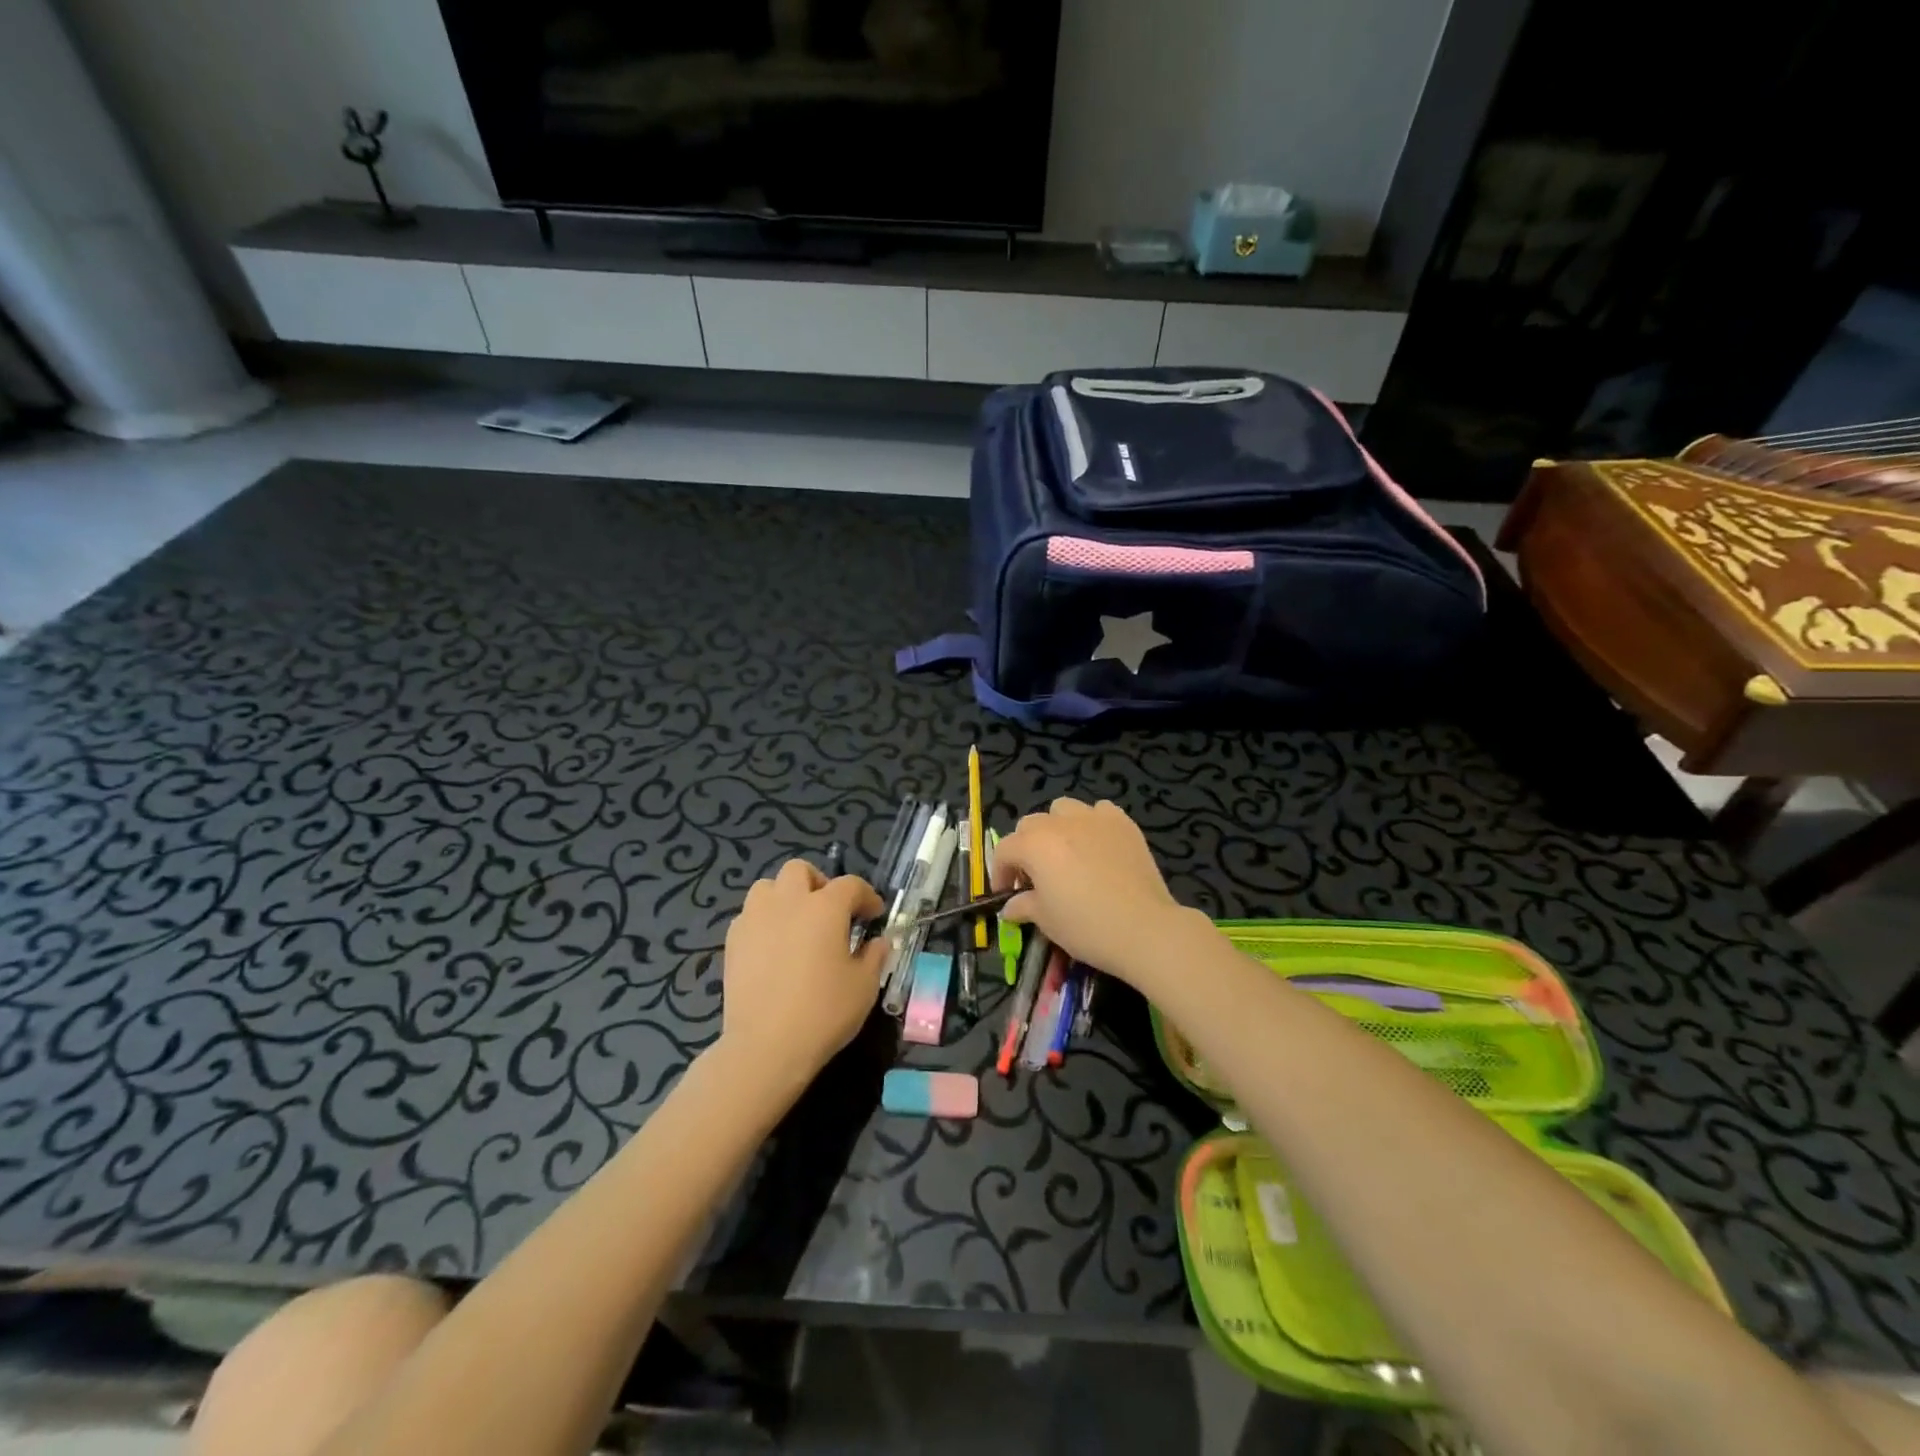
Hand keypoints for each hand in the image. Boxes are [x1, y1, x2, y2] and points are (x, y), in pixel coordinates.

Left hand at [719, 860, 884, 1096]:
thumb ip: (874, 955)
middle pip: (800, 871)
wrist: (766, 1046)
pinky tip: (774, 947)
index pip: (850, 885)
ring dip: (785, 897)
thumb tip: (879, 941)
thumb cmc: (823, 1012)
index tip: (874, 915)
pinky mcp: (733, 941)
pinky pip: (750, 915)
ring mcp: (755, 919)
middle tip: (830, 912)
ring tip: (797, 923)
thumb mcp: (864, 986)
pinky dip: (764, 921)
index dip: (866, 896)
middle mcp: (788, 902)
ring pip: (768, 887)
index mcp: (825, 907)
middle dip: (819, 883)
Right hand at [989, 798, 1192, 984]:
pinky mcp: (1123, 823)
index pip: (1004, 849)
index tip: (1006, 894)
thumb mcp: (1046, 921)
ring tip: (1065, 853)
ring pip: (1063, 809)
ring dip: (1056, 827)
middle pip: (1030, 824)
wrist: (1144, 928)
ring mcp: (1094, 818)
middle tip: (1034, 876)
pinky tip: (1097, 844)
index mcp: (1035, 845)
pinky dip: (1092, 823)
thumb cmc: (1086, 926)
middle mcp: (1060, 823)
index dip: (1000, 872)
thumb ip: (1023, 906)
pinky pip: (1099, 811)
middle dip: (1025, 847)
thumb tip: (1010, 906)